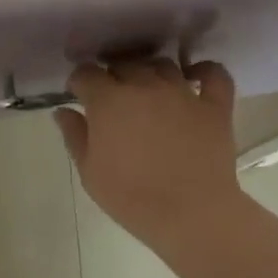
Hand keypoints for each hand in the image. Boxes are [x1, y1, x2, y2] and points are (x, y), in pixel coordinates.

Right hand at [56, 57, 240, 255]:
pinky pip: (213, 74)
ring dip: (149, 72)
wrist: (189, 213)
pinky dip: (202, 71)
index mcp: (109, 101)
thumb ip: (75, 136)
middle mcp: (145, 86)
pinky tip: (193, 78)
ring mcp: (183, 92)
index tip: (78, 95)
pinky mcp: (214, 105)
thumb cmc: (130, 197)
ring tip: (147, 90)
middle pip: (124, 64)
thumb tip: (63, 111)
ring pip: (163, 65)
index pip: (86, 73)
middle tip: (111, 98)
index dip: (79, 81)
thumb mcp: (89, 172)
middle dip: (113, 76)